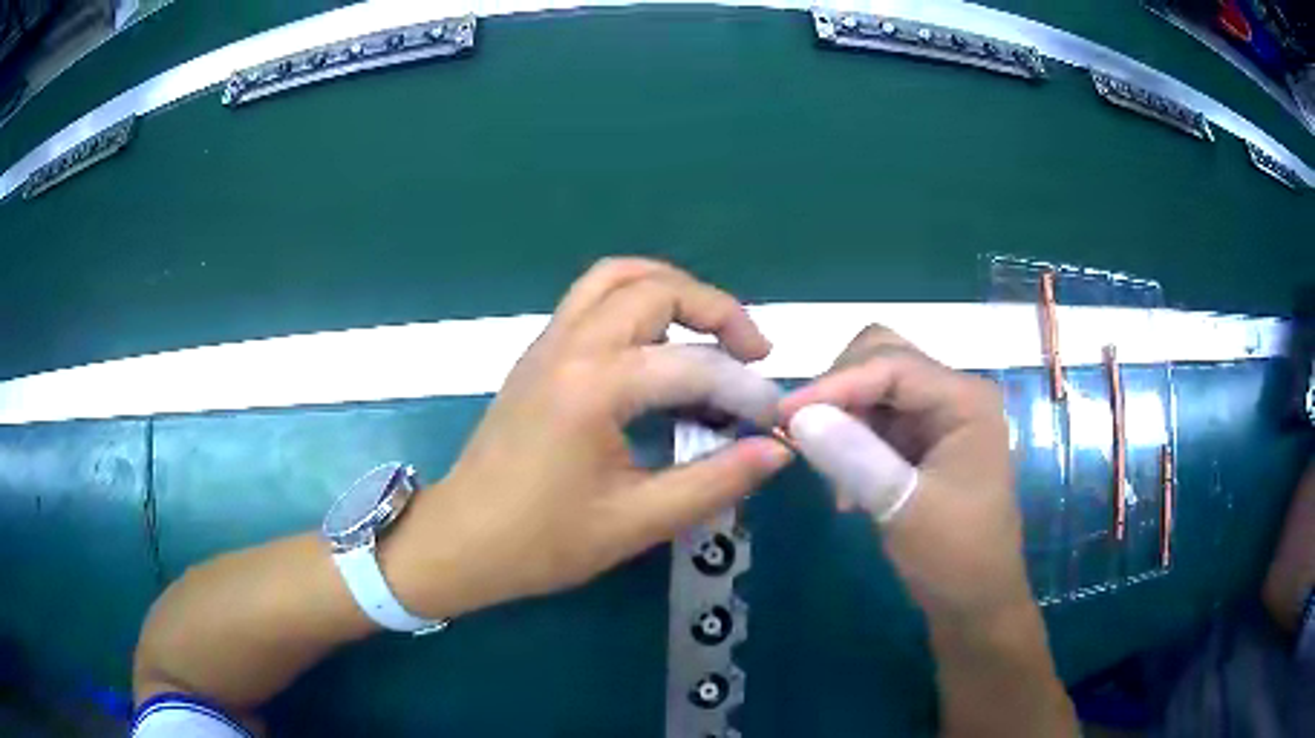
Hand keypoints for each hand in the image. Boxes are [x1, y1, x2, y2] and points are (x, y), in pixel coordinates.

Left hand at [388, 258, 792, 618]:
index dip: (746, 390)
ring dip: (672, 290)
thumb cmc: (542, 541)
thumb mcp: (638, 522)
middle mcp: (570, 345)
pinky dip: (638, 301)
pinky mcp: (538, 353)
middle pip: (655, 286)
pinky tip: (659, 347)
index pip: (694, 365)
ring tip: (709, 334)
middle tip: (752, 353)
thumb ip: (715, 481)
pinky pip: (593, 297)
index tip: (774, 419)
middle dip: (716, 310)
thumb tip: (777, 450)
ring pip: (617, 277)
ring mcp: (548, 342)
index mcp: (594, 387)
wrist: (461, 540)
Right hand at [779, 325, 1029, 620]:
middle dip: (839, 391)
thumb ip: (855, 457)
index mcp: (965, 399)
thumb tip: (797, 414)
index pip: (891, 365)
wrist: (976, 602)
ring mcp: (937, 417)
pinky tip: (845, 490)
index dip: (834, 383)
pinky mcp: (921, 442)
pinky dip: (850, 443)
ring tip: (832, 477)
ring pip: (873, 389)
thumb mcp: (905, 507)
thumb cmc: (955, 556)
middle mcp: (953, 395)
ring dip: (842, 421)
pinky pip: (873, 421)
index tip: (783, 415)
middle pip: (882, 359)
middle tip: (807, 435)